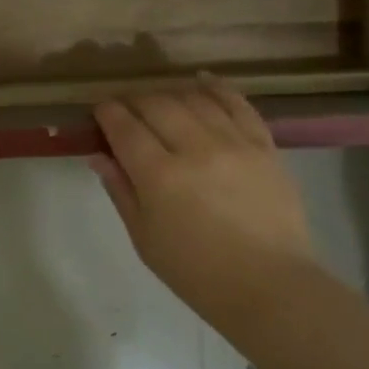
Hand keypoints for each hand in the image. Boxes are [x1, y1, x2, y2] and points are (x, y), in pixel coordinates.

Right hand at [93, 78, 319, 318]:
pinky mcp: (264, 145)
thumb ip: (121, 191)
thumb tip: (100, 155)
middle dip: (134, 100)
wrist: (268, 286)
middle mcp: (195, 148)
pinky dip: (217, 88)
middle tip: (126, 109)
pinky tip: (202, 82)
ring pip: (193, 99)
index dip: (107, 113)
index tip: (100, 111)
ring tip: (160, 102)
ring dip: (169, 94)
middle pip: (156, 104)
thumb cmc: (196, 272)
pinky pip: (238, 104)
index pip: (124, 126)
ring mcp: (234, 143)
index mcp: (159, 176)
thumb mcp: (144, 238)